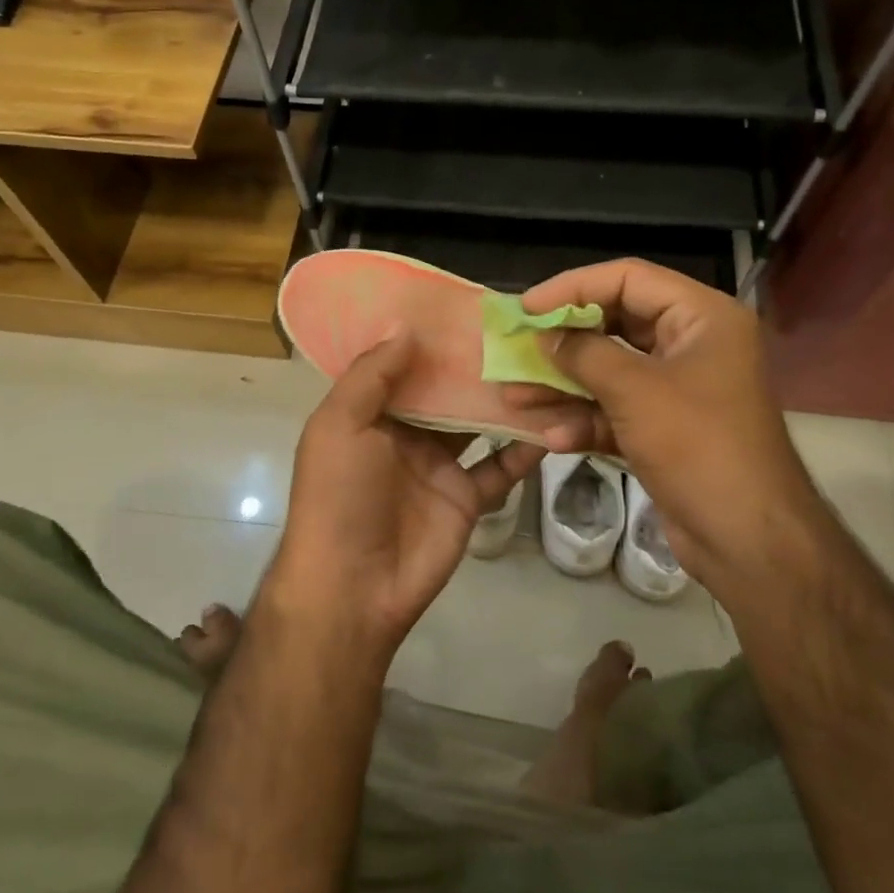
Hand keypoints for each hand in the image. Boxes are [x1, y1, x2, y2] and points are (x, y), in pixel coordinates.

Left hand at [267, 334, 544, 667]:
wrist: (353, 587)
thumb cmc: (339, 495)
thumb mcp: (339, 425)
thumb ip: (372, 375)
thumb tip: (406, 327)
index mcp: (370, 413)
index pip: (403, 365)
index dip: (429, 338)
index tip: (466, 306)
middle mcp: (406, 433)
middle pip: (446, 391)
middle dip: (474, 364)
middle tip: (518, 327)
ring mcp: (439, 466)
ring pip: (478, 424)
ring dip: (504, 400)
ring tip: (543, 364)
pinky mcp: (467, 497)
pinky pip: (500, 468)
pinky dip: (524, 449)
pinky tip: (554, 423)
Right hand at [504, 259, 816, 592]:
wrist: (749, 540)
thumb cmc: (698, 446)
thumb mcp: (634, 391)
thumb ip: (583, 354)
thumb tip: (545, 336)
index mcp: (702, 317)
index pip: (629, 278)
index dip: (574, 288)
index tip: (528, 307)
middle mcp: (693, 344)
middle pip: (617, 324)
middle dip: (565, 342)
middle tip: (519, 348)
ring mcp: (680, 389)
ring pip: (611, 372)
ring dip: (565, 386)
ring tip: (516, 396)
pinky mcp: (667, 429)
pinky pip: (618, 410)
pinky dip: (587, 421)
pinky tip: (552, 437)